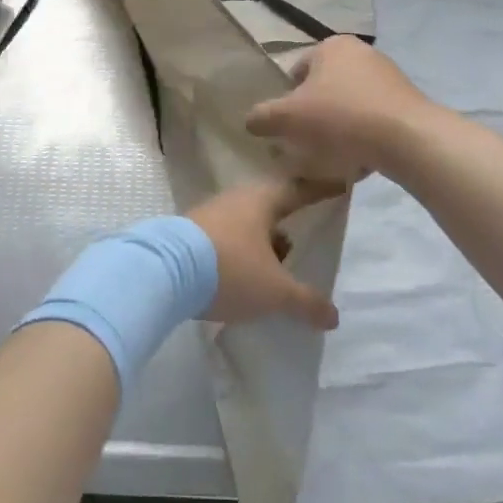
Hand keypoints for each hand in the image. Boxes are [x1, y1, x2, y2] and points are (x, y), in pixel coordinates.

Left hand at [185, 178, 341, 330]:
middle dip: (288, 223)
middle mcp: (235, 200)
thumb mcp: (275, 291)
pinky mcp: (190, 235)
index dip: (320, 191)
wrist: (162, 271)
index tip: (340, 186)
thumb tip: (334, 316)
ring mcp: (210, 215)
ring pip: (247, 224)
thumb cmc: (229, 270)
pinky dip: (242, 253)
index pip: (298, 190)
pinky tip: (245, 276)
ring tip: (278, 267)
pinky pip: (227, 239)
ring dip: (263, 242)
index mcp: (261, 201)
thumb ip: (306, 301)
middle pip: (269, 207)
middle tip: (307, 238)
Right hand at [245, 36, 435, 181]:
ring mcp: (388, 74)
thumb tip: (251, 121)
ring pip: (349, 102)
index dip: (288, 99)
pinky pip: (373, 116)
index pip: (297, 71)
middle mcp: (361, 51)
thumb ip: (262, 117)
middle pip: (324, 86)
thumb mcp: (288, 118)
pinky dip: (363, 132)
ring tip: (334, 153)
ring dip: (339, 124)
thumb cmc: (340, 118)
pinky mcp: (407, 99)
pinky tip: (361, 155)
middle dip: (314, 112)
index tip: (289, 126)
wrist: (408, 139)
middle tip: (308, 140)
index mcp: (331, 45)